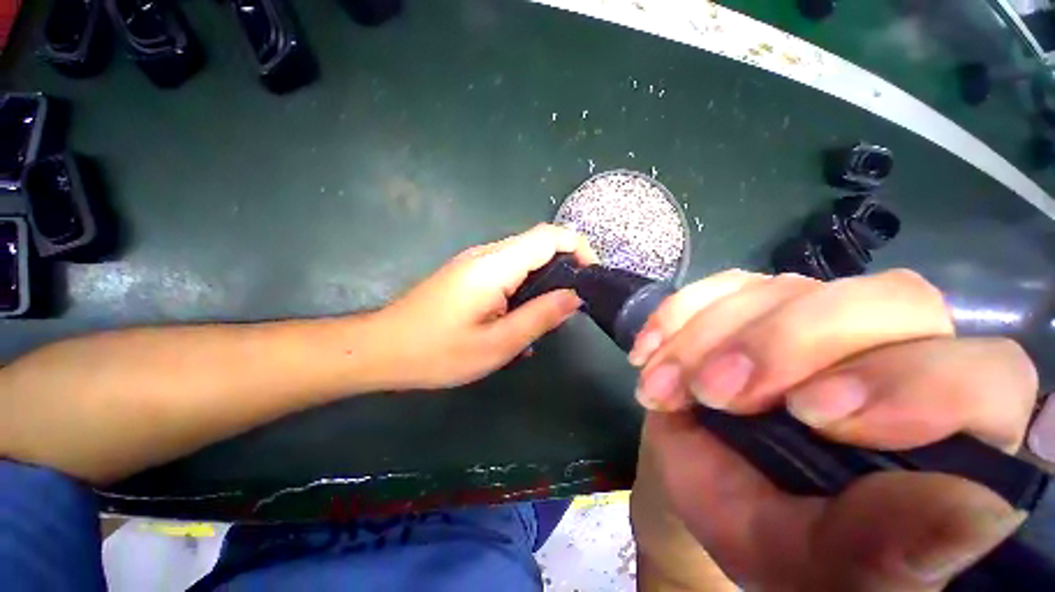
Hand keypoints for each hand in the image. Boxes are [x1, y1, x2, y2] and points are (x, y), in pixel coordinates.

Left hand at [372, 224, 596, 389]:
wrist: (382, 349)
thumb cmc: (437, 352)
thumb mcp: (497, 344)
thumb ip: (540, 317)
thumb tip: (574, 297)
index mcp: (494, 266)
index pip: (548, 236)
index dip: (578, 248)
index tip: (592, 276)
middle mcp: (486, 254)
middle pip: (537, 245)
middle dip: (564, 268)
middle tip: (573, 304)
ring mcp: (474, 262)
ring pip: (523, 260)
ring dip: (543, 283)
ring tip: (547, 318)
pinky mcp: (468, 274)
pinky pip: (507, 272)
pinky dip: (523, 289)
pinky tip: (519, 321)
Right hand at [629, 270, 1038, 590]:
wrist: (701, 482)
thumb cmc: (766, 533)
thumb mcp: (812, 560)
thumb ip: (887, 550)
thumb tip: (977, 513)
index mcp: (947, 434)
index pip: (987, 377)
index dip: (914, 384)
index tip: (812, 415)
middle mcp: (896, 353)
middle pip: (888, 301)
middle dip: (786, 344)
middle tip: (716, 392)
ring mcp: (817, 316)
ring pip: (783, 289)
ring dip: (708, 337)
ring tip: (663, 386)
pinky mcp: (752, 302)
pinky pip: (721, 285)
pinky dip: (677, 314)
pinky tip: (649, 351)